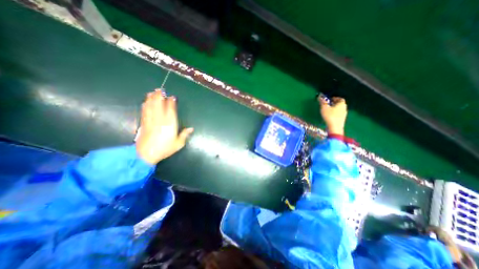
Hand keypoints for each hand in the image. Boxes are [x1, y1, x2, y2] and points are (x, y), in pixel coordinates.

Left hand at [136, 89, 193, 163]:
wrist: (145, 154)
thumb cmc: (164, 149)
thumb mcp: (178, 144)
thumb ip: (184, 135)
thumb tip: (191, 128)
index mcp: (170, 124)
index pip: (170, 110)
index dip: (171, 103)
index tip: (172, 97)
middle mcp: (160, 120)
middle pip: (159, 105)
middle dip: (159, 97)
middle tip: (160, 89)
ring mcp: (151, 121)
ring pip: (151, 107)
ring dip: (151, 98)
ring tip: (152, 92)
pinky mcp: (144, 123)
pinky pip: (145, 111)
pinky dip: (145, 105)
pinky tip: (145, 101)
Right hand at [317, 96, 347, 135]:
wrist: (335, 127)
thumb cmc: (330, 116)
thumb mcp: (324, 108)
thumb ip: (322, 102)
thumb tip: (320, 96)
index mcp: (341, 104)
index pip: (340, 99)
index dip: (335, 98)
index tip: (330, 99)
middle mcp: (344, 108)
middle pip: (340, 104)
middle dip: (335, 103)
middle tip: (328, 104)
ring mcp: (344, 114)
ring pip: (339, 109)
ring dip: (335, 109)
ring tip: (328, 110)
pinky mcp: (342, 120)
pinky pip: (338, 114)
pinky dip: (335, 114)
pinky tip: (330, 116)